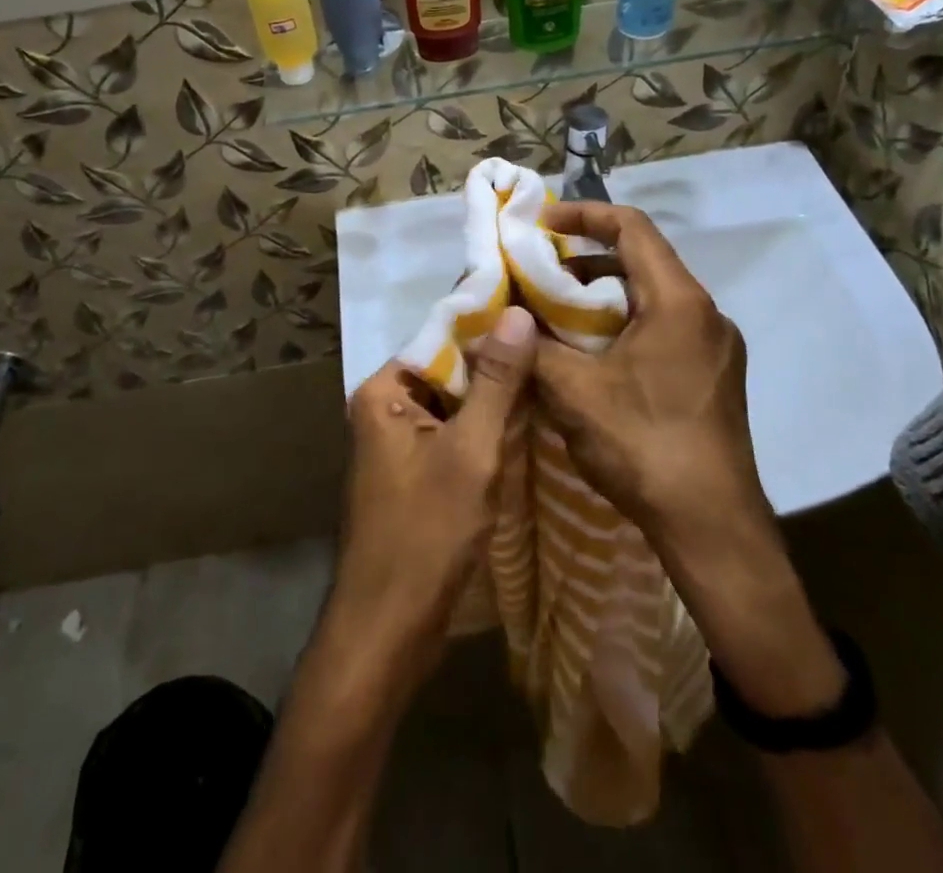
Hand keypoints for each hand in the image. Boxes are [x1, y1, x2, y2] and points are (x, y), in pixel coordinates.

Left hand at [326, 306, 534, 689]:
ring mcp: (399, 442)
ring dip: (497, 398)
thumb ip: (497, 382)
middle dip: (499, 363)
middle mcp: (385, 407)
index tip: (542, 312)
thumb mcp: (471, 451)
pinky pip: (455, 433)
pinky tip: (530, 422)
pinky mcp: (416, 471)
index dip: (490, 325)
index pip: (442, 337)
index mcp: (384, 391)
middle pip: (450, 369)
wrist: (388, 631)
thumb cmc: (425, 534)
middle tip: (558, 345)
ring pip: (457, 403)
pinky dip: (487, 429)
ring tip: (554, 375)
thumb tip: (518, 313)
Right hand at [536, 202, 843, 716]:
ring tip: (558, 314)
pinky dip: (626, 324)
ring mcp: (718, 346)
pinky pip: (666, 328)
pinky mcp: (716, 376)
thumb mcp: (573, 393)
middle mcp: (706, 313)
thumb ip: (533, 346)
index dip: (583, 214)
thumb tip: (503, 319)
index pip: (631, 227)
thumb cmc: (644, 446)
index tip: (541, 224)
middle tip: (540, 274)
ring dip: (605, 295)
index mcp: (679, 301)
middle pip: (643, 260)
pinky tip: (594, 356)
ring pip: (654, 297)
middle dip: (586, 259)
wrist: (713, 528)